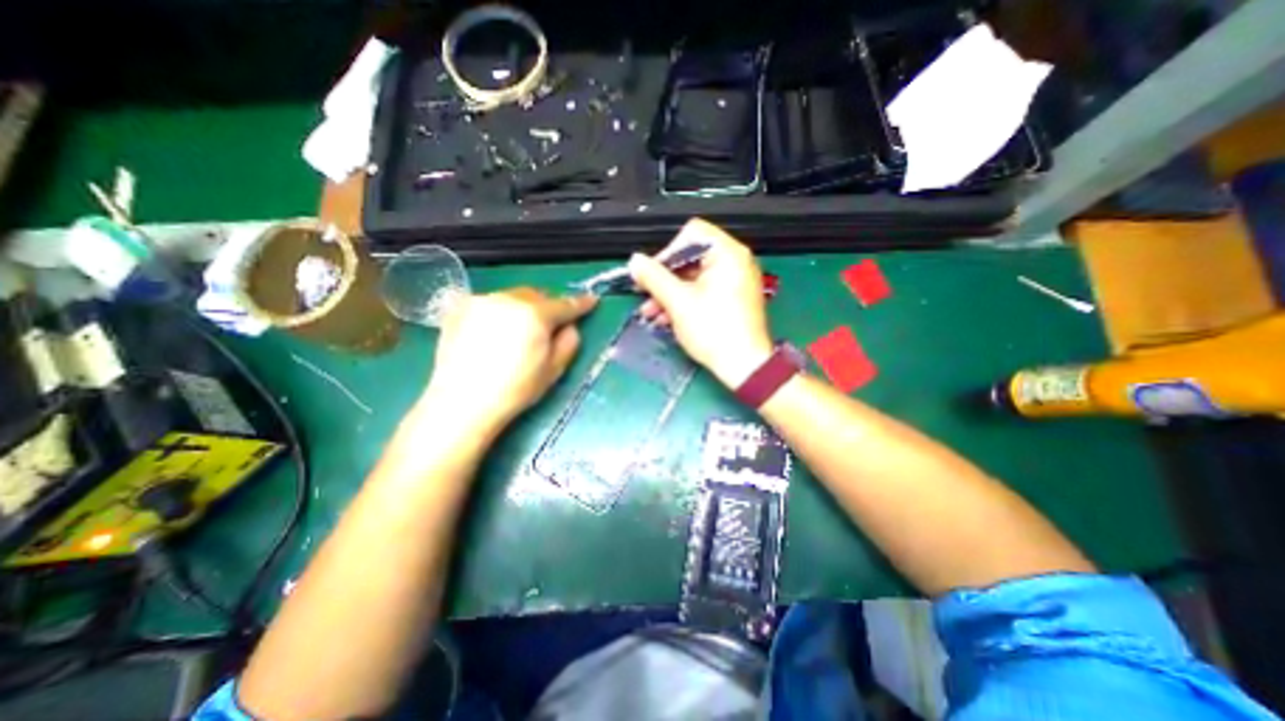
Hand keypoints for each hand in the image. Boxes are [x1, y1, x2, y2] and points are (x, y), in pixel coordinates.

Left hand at [424, 288, 602, 433]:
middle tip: (549, 325)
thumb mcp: (553, 370)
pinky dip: (500, 313)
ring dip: (523, 308)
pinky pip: (490, 303)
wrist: (463, 403)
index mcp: (535, 315)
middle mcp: (508, 299)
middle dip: (547, 306)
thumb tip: (570, 327)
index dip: (580, 303)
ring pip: (513, 297)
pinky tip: (495, 333)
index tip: (591, 300)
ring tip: (519, 332)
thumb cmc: (515, 390)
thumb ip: (569, 343)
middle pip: (537, 295)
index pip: (564, 305)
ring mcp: (481, 301)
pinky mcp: (460, 308)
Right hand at [628, 217, 765, 388]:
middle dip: (664, 278)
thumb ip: (654, 278)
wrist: (743, 366)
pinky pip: (703, 291)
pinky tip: (667, 318)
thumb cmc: (715, 332)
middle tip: (647, 294)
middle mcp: (735, 262)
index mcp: (728, 254)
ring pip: (694, 277)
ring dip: (670, 293)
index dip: (667, 252)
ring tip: (652, 312)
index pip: (691, 233)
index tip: (652, 274)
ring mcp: (735, 281)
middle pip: (691, 257)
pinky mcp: (732, 298)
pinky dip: (685, 301)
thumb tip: (635, 261)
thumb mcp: (678, 302)